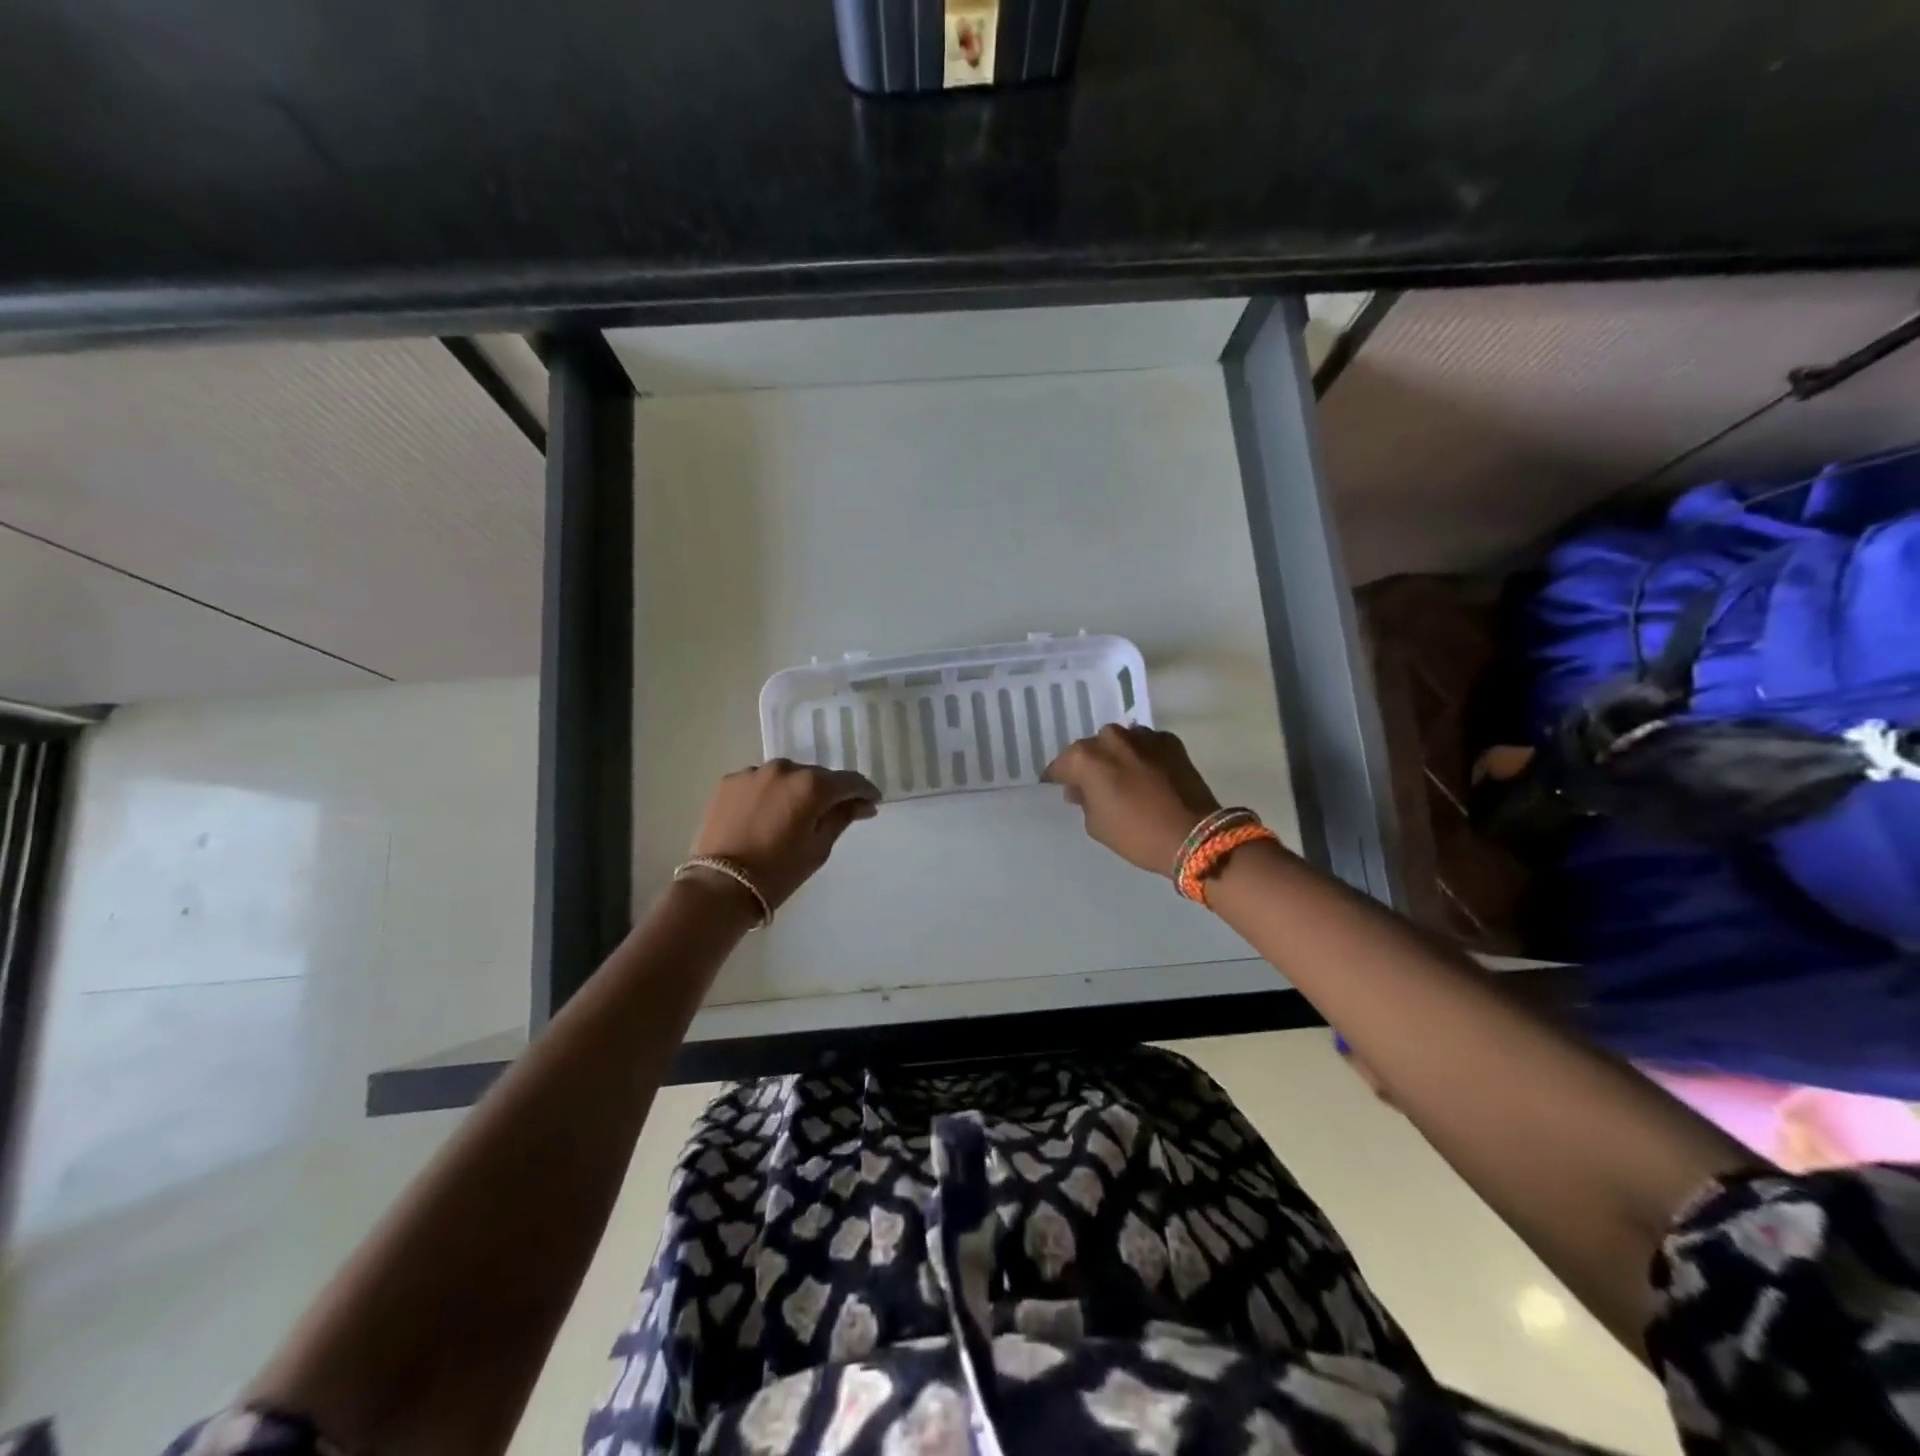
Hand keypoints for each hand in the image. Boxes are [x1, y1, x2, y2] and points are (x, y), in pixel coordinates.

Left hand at [689, 761, 880, 909]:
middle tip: (832, 813)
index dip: (865, 791)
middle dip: (828, 792)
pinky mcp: (730, 782)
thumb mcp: (819, 848)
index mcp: (812, 785)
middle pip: (817, 776)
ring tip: (794, 815)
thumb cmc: (778, 871)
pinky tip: (766, 815)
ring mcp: (754, 772)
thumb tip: (863, 804)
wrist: (720, 885)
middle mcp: (785, 769)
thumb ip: (842, 817)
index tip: (872, 802)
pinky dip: (769, 794)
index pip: (849, 781)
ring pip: (787, 777)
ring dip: (796, 791)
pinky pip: (760, 783)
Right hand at [1042, 724, 1222, 875]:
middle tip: (1094, 786)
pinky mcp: (1170, 741)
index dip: (1058, 779)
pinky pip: (1146, 745)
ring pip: (1119, 742)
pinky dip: (1142, 756)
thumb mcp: (1097, 826)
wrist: (1194, 835)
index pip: (1061, 765)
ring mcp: (1143, 736)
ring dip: (1117, 757)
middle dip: (1090, 765)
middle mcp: (1111, 738)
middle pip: (1091, 749)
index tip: (1059, 789)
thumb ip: (1083, 801)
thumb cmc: (1136, 834)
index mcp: (1086, 757)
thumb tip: (1080, 789)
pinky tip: (1147, 774)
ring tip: (1123, 778)